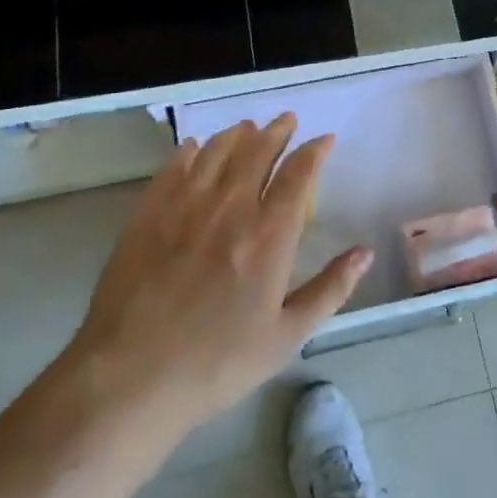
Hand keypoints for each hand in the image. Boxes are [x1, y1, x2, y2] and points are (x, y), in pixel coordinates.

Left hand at [60, 115, 370, 436]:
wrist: (131, 377)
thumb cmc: (217, 363)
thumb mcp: (286, 336)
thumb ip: (330, 289)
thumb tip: (365, 253)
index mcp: (269, 235)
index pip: (298, 175)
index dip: (314, 151)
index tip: (324, 139)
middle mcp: (229, 208)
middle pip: (256, 152)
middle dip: (276, 131)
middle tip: (287, 119)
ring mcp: (184, 207)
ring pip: (215, 153)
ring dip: (236, 135)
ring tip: (247, 127)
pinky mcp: (147, 215)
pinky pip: (172, 169)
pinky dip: (188, 152)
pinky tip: (193, 148)